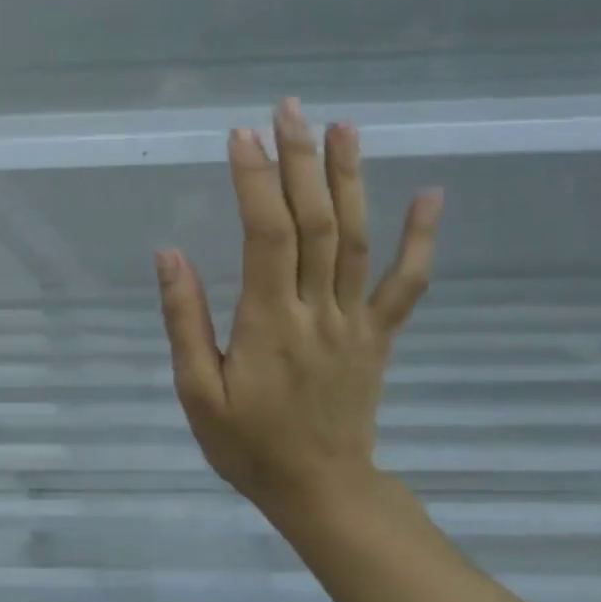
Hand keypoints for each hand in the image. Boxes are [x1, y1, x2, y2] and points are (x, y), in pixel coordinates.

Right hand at [155, 99, 441, 520]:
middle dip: (301, 162)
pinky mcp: (378, 336)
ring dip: (350, 179)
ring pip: (357, 239)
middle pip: (316, 223)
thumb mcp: (197, 392)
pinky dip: (419, 238)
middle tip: (289, 110)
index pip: (266, 235)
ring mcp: (356, 321)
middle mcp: (319, 310)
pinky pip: (405, 283)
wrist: (322, 491)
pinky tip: (430, 195)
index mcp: (269, 323)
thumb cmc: (247, 445)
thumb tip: (170, 256)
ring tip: (343, 128)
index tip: (240, 137)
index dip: (255, 182)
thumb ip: (185, 322)